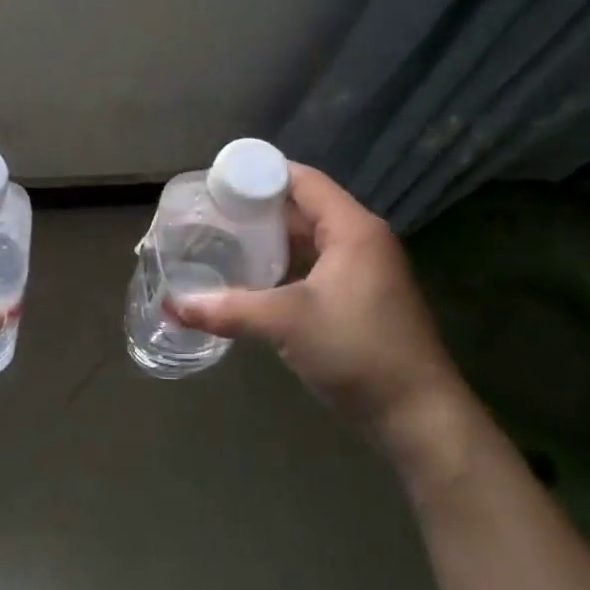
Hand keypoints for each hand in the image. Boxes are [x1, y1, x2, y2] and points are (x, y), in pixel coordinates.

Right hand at [171, 163, 466, 450]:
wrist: (418, 416)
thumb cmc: (357, 351)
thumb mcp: (287, 323)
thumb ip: (227, 309)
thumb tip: (171, 305)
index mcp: (352, 228)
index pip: (302, 180)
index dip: (259, 174)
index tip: (216, 181)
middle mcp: (360, 240)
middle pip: (302, 207)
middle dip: (256, 208)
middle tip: (210, 212)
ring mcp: (363, 271)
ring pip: (307, 239)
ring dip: (269, 239)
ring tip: (222, 240)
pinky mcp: (359, 299)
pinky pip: (314, 266)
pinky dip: (283, 266)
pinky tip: (251, 278)